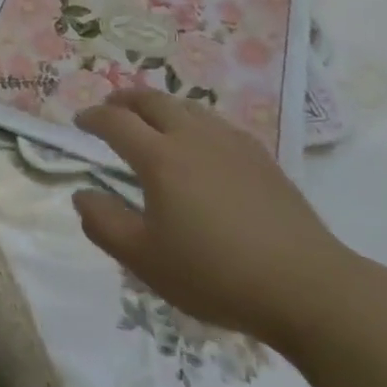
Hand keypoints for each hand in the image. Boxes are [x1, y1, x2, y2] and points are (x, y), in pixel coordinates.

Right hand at [71, 90, 354, 349]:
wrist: (306, 287)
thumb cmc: (215, 274)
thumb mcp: (144, 260)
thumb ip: (104, 224)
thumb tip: (82, 195)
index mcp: (159, 157)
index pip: (116, 122)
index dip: (93, 118)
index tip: (80, 122)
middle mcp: (192, 137)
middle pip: (152, 100)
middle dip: (125, 100)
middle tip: (111, 108)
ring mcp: (231, 143)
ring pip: (187, 106)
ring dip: (160, 106)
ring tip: (151, 120)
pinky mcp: (261, 157)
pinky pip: (216, 122)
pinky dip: (193, 120)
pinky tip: (199, 142)